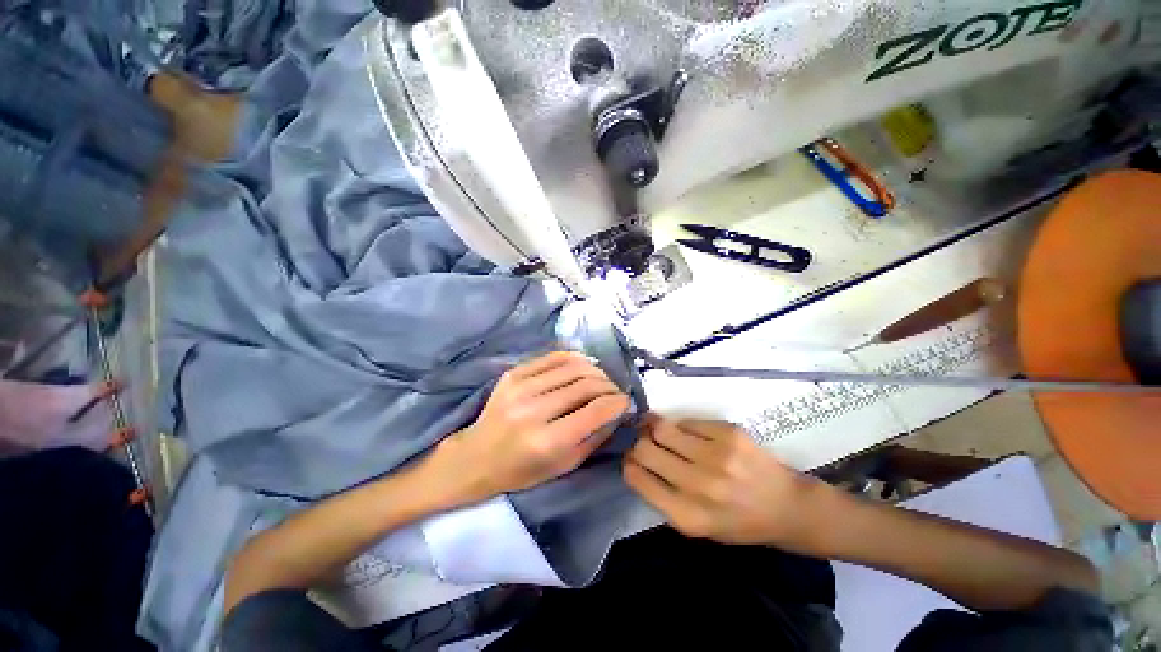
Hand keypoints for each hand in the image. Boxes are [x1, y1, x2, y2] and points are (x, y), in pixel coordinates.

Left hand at [427, 352, 630, 503]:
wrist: (475, 457)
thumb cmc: (521, 470)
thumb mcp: (564, 466)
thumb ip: (594, 437)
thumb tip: (618, 411)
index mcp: (547, 441)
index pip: (596, 410)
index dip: (618, 402)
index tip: (626, 401)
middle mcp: (534, 409)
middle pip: (587, 384)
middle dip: (609, 385)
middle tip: (615, 391)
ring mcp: (521, 387)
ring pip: (573, 366)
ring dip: (595, 371)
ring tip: (601, 379)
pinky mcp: (513, 373)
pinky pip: (553, 356)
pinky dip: (574, 358)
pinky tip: (583, 365)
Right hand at [624, 415, 828, 550]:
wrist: (786, 506)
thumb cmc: (737, 521)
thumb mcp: (697, 526)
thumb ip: (662, 497)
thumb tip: (635, 460)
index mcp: (688, 516)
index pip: (637, 477)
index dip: (628, 463)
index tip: (630, 457)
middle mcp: (700, 486)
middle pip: (645, 448)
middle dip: (637, 442)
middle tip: (642, 439)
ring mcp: (717, 456)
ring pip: (662, 428)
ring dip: (654, 427)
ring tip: (657, 428)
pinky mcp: (730, 433)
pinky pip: (687, 421)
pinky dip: (682, 426)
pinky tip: (688, 433)